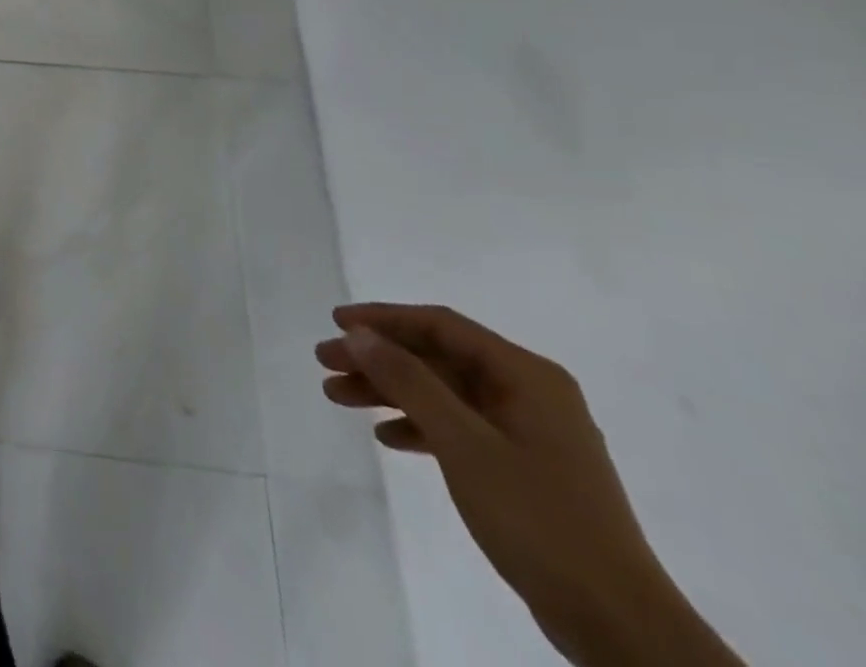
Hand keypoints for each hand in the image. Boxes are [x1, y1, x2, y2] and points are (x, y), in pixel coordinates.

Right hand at [317, 304, 741, 666]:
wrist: (619, 626)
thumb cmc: (538, 517)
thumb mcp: (463, 442)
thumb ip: (408, 381)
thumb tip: (359, 334)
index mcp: (526, 376)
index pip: (441, 326)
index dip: (384, 319)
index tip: (336, 323)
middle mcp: (529, 393)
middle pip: (437, 358)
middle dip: (378, 358)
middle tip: (326, 362)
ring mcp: (528, 432)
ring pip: (442, 393)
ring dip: (390, 391)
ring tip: (337, 397)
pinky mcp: (524, 469)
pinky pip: (458, 427)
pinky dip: (419, 425)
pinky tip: (386, 437)